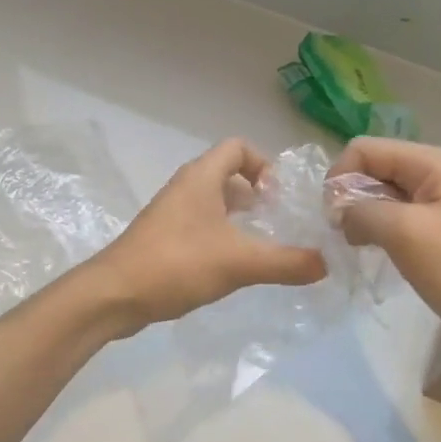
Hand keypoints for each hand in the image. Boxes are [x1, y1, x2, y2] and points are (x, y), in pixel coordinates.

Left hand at [89, 139, 326, 335]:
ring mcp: (170, 212)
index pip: (237, 147)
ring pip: (212, 201)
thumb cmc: (177, 264)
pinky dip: (219, 235)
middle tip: (277, 223)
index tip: (278, 198)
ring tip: (260, 246)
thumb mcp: (239, 263)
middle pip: (226, 174)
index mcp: (201, 177)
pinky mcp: (162, 237)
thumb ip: (286, 262)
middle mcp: (184, 187)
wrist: (115, 294)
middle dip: (255, 194)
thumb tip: (326, 263)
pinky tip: (230, 267)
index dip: (263, 164)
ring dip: (237, 217)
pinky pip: (199, 224)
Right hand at [330, 138, 440, 344]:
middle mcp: (434, 172)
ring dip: (361, 214)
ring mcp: (436, 200)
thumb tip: (339, 212)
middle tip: (343, 233)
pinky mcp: (435, 227)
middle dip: (350, 195)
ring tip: (357, 244)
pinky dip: (376, 228)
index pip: (364, 149)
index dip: (341, 177)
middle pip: (372, 167)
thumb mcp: (405, 233)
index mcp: (432, 162)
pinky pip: (393, 214)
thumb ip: (362, 211)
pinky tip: (373, 249)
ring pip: (380, 192)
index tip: (332, 217)